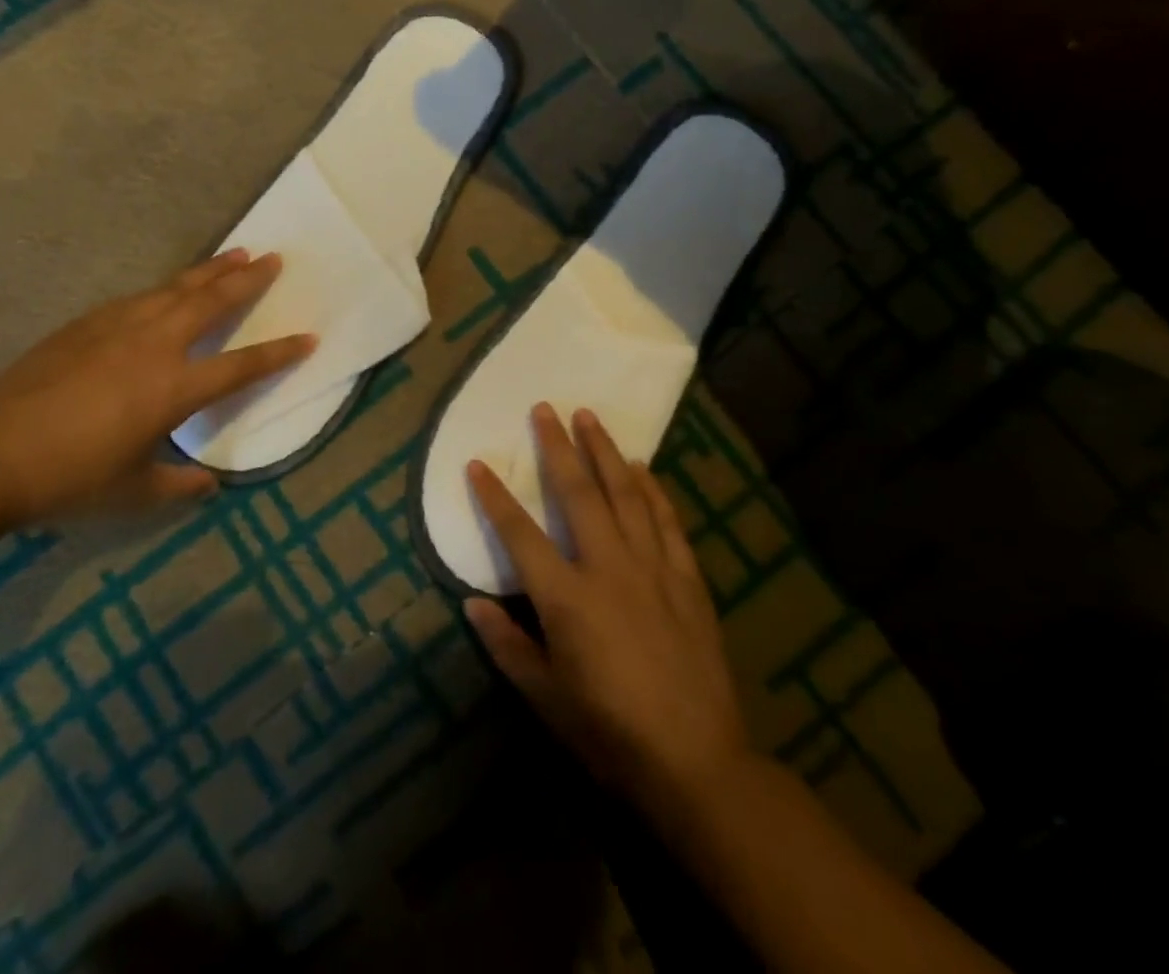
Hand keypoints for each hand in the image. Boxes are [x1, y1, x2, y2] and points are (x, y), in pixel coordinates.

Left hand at [0, 250, 314, 526]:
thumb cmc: (69, 477)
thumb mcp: (133, 492)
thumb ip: (178, 484)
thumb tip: (209, 484)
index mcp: (174, 388)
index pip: (241, 365)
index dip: (279, 353)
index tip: (309, 337)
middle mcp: (154, 345)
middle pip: (211, 302)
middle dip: (248, 280)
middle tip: (274, 259)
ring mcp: (117, 327)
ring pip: (175, 288)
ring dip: (209, 271)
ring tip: (235, 254)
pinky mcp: (85, 324)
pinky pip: (139, 296)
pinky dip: (166, 287)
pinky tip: (167, 288)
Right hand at [465, 405, 752, 824]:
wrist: (697, 761)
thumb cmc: (610, 732)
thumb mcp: (546, 697)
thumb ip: (506, 645)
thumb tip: (471, 602)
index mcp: (566, 598)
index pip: (519, 534)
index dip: (494, 496)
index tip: (476, 462)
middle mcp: (607, 568)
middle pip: (577, 493)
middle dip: (558, 446)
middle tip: (545, 407)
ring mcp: (652, 567)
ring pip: (624, 493)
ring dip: (604, 451)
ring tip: (589, 416)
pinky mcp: (686, 578)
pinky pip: (666, 520)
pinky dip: (652, 489)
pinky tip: (641, 467)